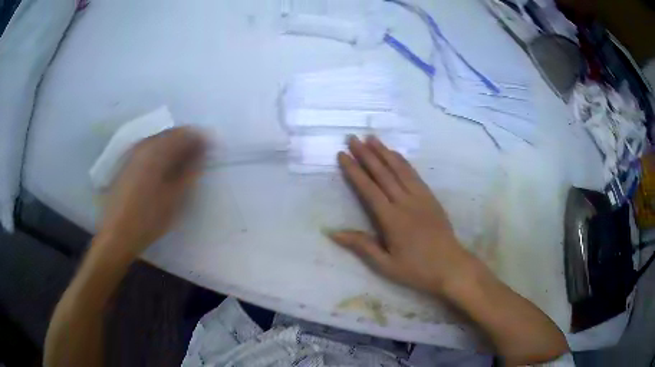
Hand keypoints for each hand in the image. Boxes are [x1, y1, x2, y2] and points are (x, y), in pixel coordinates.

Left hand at [98, 127, 206, 261]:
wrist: (116, 234)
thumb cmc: (148, 219)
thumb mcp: (174, 198)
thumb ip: (190, 172)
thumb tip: (202, 153)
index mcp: (156, 151)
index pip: (184, 134)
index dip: (200, 139)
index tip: (211, 150)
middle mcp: (143, 146)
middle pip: (171, 134)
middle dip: (187, 142)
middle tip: (199, 158)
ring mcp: (133, 154)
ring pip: (159, 141)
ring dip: (174, 148)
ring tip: (184, 165)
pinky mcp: (127, 164)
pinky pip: (150, 150)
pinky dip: (161, 154)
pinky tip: (165, 170)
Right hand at [329, 136, 474, 294]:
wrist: (451, 266)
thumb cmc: (417, 269)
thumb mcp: (386, 265)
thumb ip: (362, 246)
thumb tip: (334, 233)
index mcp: (392, 219)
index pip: (369, 189)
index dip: (354, 171)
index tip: (343, 155)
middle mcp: (405, 202)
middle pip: (383, 173)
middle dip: (366, 154)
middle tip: (353, 138)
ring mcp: (420, 197)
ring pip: (400, 169)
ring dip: (384, 152)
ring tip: (371, 138)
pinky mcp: (431, 197)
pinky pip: (414, 175)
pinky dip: (403, 161)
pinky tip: (396, 154)